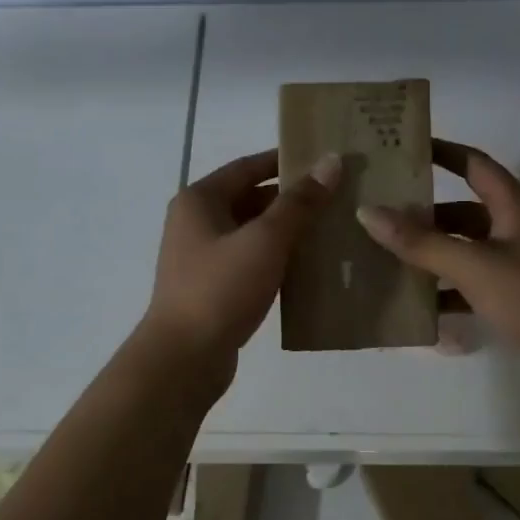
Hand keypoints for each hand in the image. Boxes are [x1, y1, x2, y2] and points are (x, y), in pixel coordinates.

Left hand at [140, 148, 341, 379]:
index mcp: (200, 199)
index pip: (248, 166)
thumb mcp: (265, 240)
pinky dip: (275, 257)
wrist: (184, 358)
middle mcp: (195, 221)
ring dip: (286, 230)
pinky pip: (249, 259)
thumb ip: (299, 202)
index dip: (286, 161)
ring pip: (251, 231)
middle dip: (291, 199)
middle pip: (250, 198)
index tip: (324, 161)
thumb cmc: (221, 288)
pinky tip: (307, 266)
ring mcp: (201, 256)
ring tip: (329, 230)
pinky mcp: (211, 286)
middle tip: (336, 198)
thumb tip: (330, 162)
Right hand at [356, 141, 519, 383]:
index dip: (442, 151)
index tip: (403, 147)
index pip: (474, 163)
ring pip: (465, 250)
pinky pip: (473, 285)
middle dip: (424, 213)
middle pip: (463, 210)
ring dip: (431, 254)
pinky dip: (447, 290)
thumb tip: (367, 212)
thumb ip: (421, 242)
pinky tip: (416, 306)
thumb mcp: (474, 266)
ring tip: (384, 258)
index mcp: (514, 206)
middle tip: (378, 214)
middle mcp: (517, 228)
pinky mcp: (519, 299)